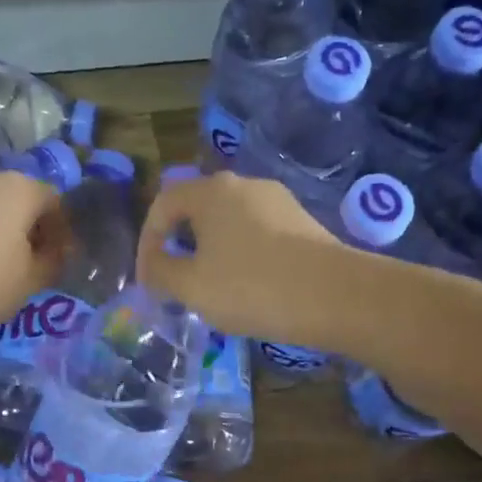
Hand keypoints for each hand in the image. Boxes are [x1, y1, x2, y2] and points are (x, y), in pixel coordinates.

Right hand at [137, 172, 346, 347]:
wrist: (334, 296)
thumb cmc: (251, 287)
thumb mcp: (191, 286)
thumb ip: (161, 272)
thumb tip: (153, 265)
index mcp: (211, 191)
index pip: (163, 204)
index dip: (147, 242)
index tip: (148, 279)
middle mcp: (244, 185)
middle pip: (197, 210)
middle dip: (180, 246)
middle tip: (175, 283)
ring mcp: (278, 201)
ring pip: (229, 223)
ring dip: (211, 253)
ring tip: (211, 290)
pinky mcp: (302, 222)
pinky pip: (257, 234)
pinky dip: (241, 256)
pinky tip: (249, 288)